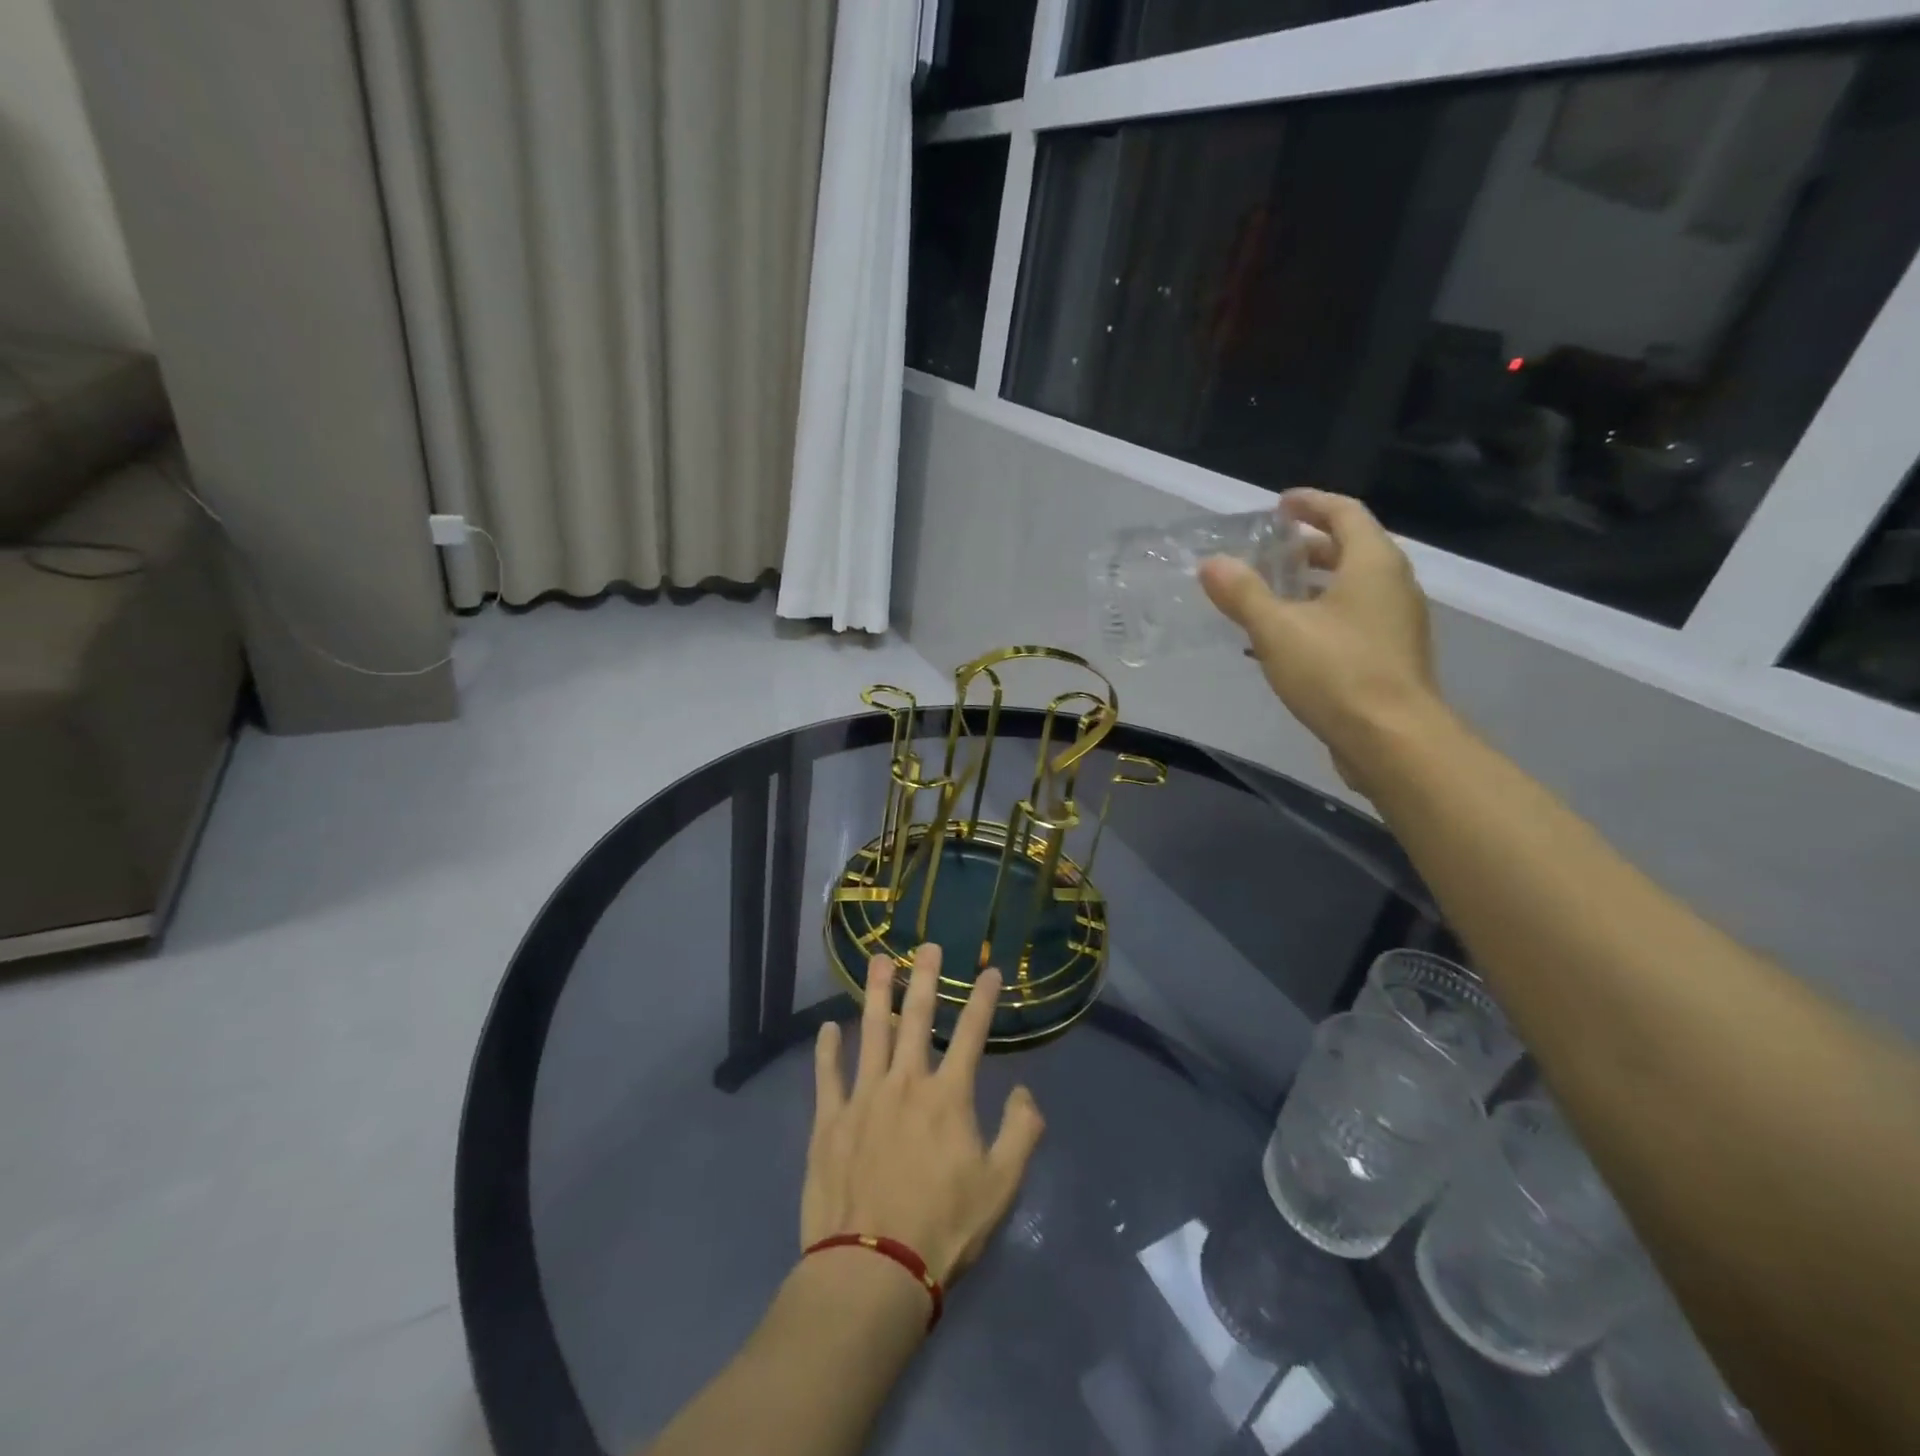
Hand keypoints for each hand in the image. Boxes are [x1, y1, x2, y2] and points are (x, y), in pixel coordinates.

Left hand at [803, 946, 1045, 1285]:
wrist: (873, 1269)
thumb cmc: (943, 1228)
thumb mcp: (1001, 1187)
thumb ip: (1021, 1133)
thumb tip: (1025, 1091)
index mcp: (948, 1096)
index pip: (971, 1034)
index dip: (982, 999)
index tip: (989, 970)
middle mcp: (905, 1082)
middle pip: (916, 1018)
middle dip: (925, 978)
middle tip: (927, 945)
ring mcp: (862, 1097)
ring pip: (870, 1032)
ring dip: (876, 994)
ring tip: (878, 960)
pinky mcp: (829, 1121)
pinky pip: (827, 1075)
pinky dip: (827, 1049)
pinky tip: (827, 1027)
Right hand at [1200, 489, 1445, 793]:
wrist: (1393, 740)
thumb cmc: (1337, 673)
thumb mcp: (1277, 629)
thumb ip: (1243, 593)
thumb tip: (1211, 563)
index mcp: (1373, 564)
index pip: (1345, 512)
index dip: (1311, 503)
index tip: (1279, 504)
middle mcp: (1393, 585)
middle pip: (1351, 548)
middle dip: (1309, 545)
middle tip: (1269, 550)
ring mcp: (1397, 622)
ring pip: (1352, 586)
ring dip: (1314, 583)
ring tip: (1272, 592)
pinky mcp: (1391, 655)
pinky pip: (1353, 618)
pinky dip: (1322, 613)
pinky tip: (1289, 639)